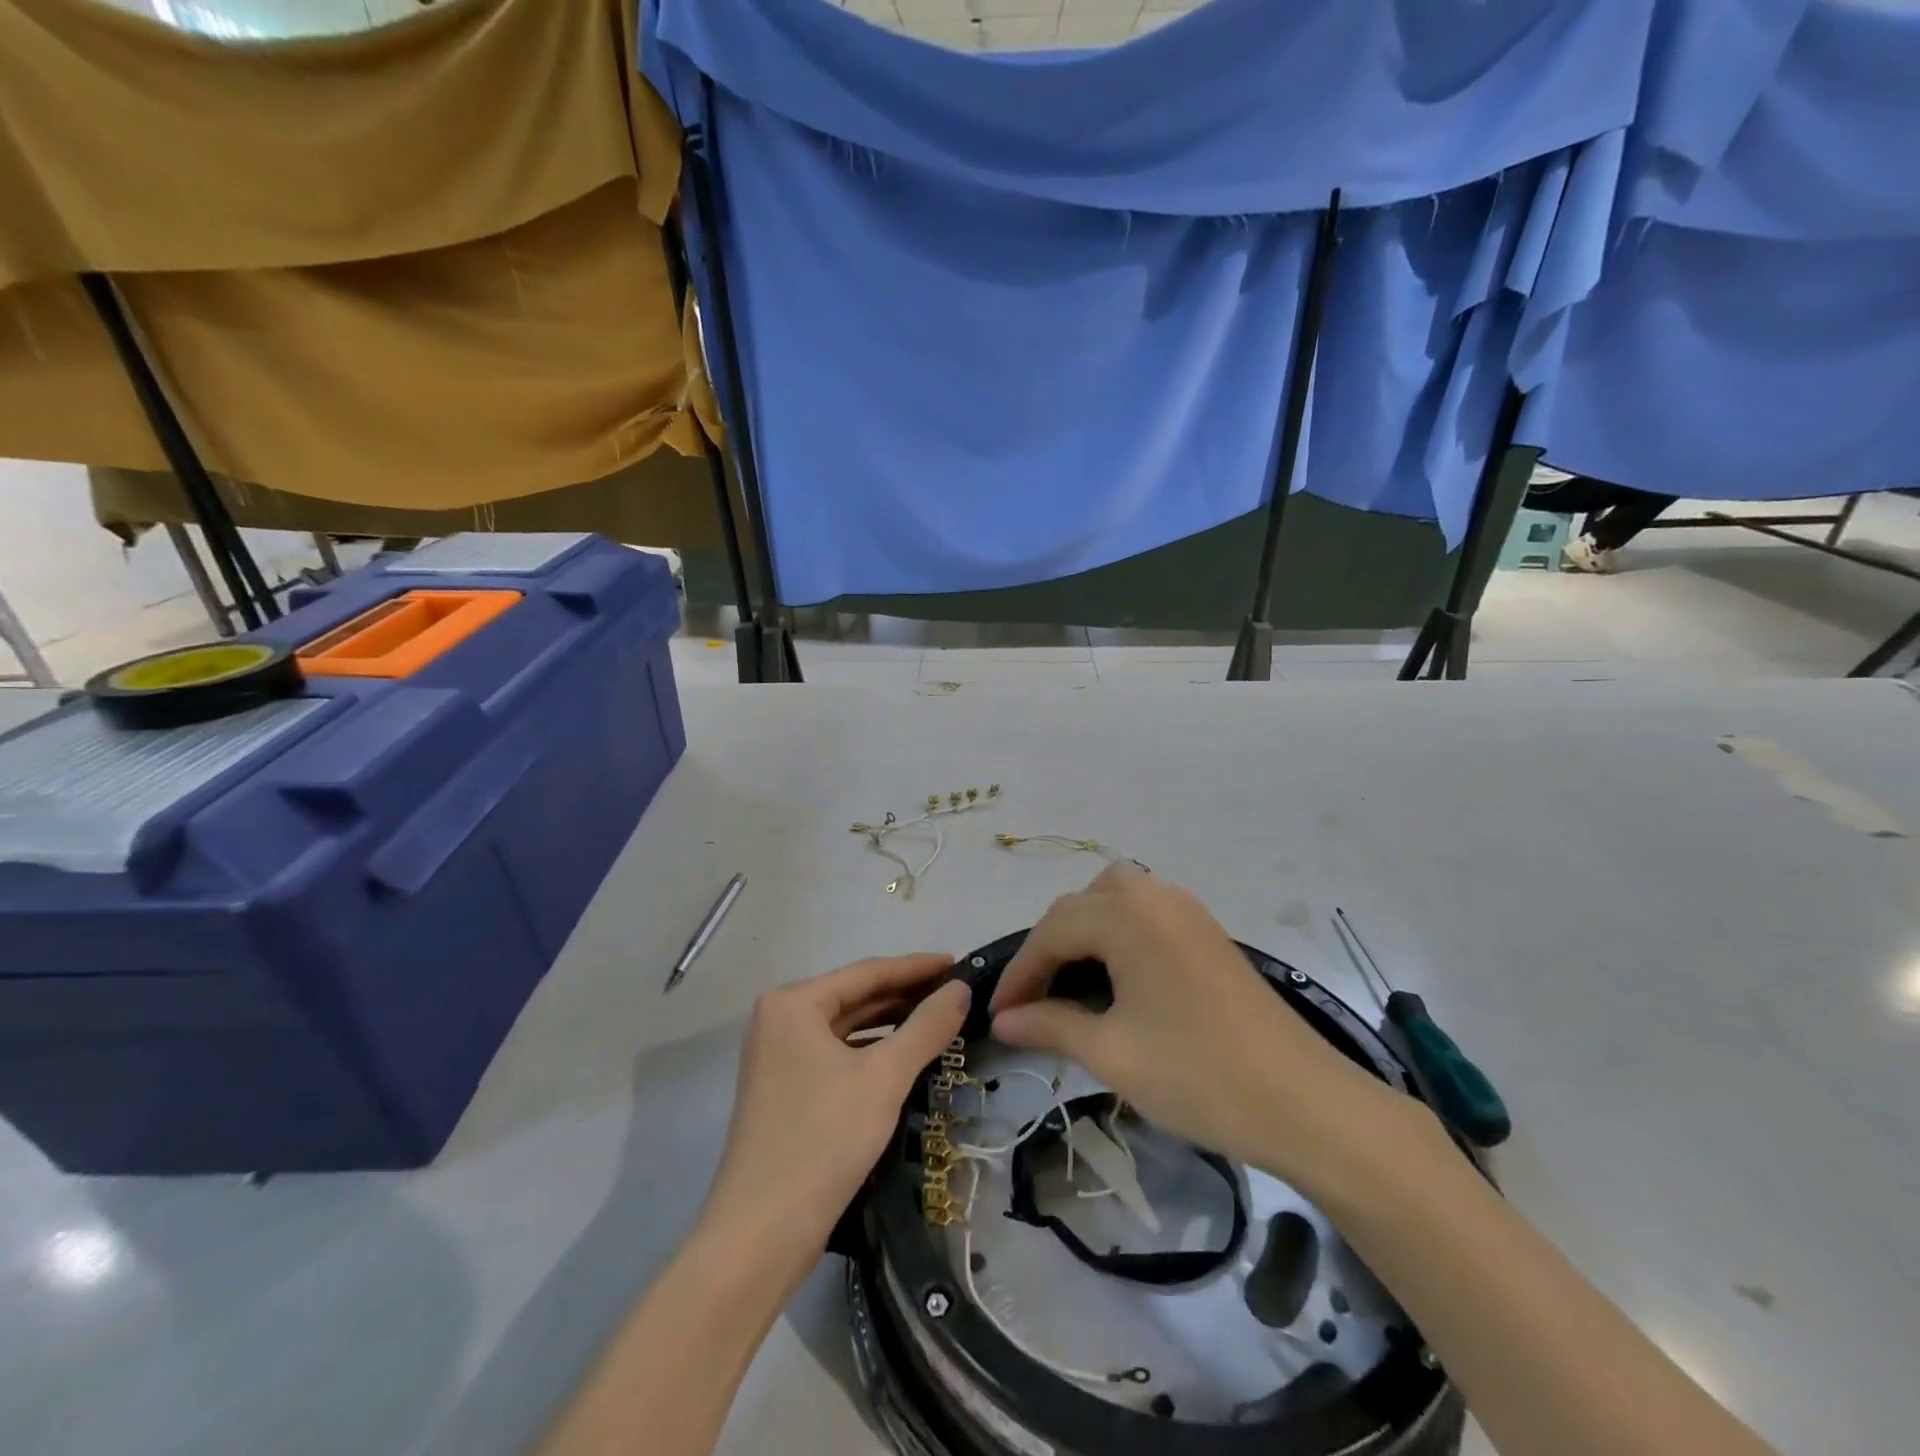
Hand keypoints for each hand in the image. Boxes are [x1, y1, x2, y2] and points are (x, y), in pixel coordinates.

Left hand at [701, 955, 969, 1265]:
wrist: (760, 1236)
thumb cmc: (822, 1140)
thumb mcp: (884, 1078)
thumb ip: (926, 1027)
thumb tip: (961, 989)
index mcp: (794, 1003)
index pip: (867, 972)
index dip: (917, 967)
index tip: (959, 963)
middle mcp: (780, 1019)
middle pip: (856, 997)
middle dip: (906, 995)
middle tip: (957, 994)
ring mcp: (779, 1056)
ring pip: (848, 1028)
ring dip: (892, 1024)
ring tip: (941, 1021)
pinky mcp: (786, 1090)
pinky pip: (838, 1055)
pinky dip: (872, 1052)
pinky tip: (905, 1058)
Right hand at [989, 865, 1411, 1197]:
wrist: (1304, 1102)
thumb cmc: (1198, 1075)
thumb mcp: (1112, 1053)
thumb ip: (1049, 1025)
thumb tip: (1001, 1019)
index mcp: (1127, 916)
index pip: (1052, 931)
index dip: (1020, 972)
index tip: (996, 1013)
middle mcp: (1155, 897)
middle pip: (1081, 905)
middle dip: (1049, 947)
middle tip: (1033, 999)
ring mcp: (1187, 912)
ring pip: (1114, 900)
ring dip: (1084, 933)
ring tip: (1071, 982)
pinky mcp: (1208, 933)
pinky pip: (1145, 914)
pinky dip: (1117, 935)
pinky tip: (1117, 979)